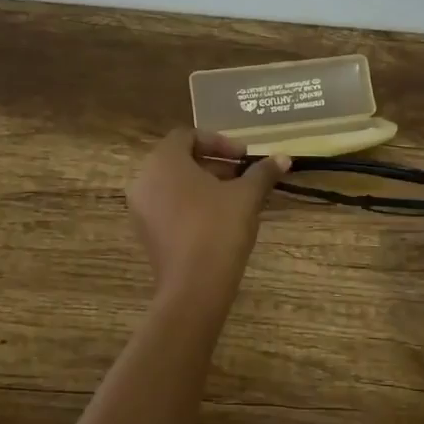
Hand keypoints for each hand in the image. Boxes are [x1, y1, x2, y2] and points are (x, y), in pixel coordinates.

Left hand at [127, 129, 288, 298]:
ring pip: (174, 184)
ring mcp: (140, 207)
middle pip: (180, 159)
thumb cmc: (218, 229)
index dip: (219, 142)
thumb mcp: (246, 196)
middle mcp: (144, 178)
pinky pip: (167, 205)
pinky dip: (190, 204)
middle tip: (243, 176)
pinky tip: (218, 220)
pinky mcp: (145, 232)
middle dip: (214, 164)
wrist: (194, 287)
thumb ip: (262, 172)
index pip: (188, 136)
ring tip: (235, 198)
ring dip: (204, 185)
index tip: (245, 157)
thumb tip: (283, 158)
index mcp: (164, 160)